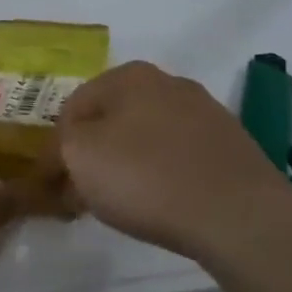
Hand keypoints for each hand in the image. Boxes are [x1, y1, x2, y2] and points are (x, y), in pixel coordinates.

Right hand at [41, 61, 291, 262]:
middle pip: (112, 120)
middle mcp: (169, 83)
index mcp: (129, 75)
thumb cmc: (145, 176)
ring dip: (126, 165)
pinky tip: (159, 204)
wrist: (240, 216)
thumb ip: (57, 150)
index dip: (55, 147)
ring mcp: (206, 114)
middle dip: (92, 154)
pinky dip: (161, 176)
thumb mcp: (77, 156)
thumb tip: (60, 160)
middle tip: (80, 193)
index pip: (73, 107)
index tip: (51, 183)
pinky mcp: (231, 148)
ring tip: (119, 203)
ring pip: (146, 138)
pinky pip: (178, 158)